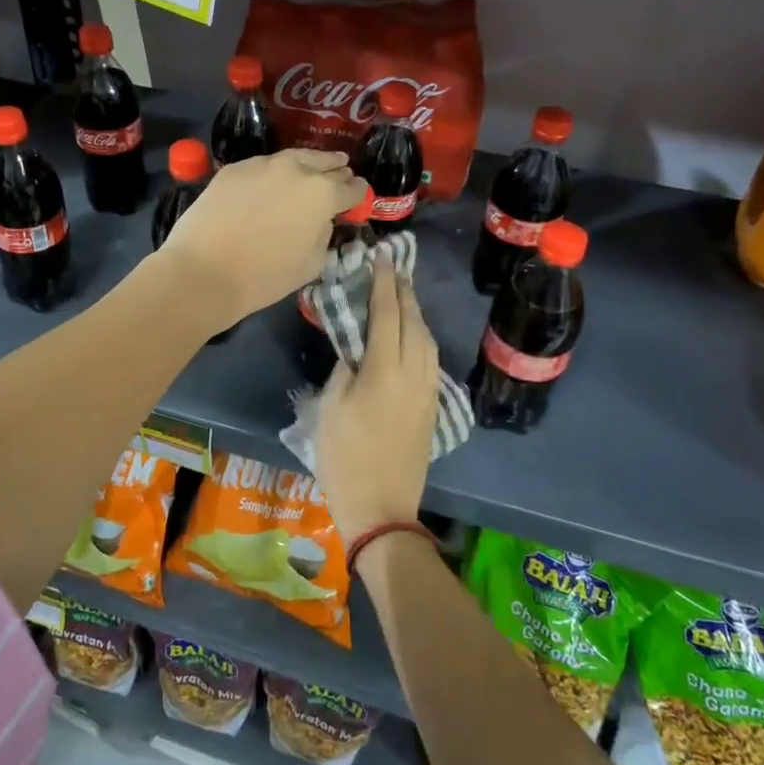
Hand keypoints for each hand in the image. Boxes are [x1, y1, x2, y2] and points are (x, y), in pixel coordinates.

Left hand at [155, 148, 365, 333]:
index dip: (358, 193)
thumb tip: (322, 220)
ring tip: (313, 168)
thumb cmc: (264, 276)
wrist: (203, 271)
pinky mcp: (234, 169)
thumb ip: (324, 234)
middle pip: (325, 164)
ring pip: (294, 157)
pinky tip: (272, 180)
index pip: (352, 188)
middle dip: (336, 171)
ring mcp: (262, 165)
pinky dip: (274, 172)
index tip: (359, 196)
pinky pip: (263, 166)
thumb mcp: (311, 264)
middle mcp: (296, 169)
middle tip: (342, 173)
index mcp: (323, 194)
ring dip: (307, 164)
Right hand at [313, 252, 438, 541]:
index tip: (382, 258)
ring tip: (401, 296)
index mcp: (384, 371)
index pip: (387, 315)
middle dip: (404, 292)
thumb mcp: (330, 408)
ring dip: (415, 313)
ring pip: (427, 340)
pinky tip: (411, 334)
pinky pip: (430, 358)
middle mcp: (413, 374)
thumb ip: (345, 369)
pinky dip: (421, 337)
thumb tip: (355, 346)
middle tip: (393, 269)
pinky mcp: (432, 407)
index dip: (384, 284)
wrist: (381, 507)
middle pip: (413, 322)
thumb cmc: (344, 458)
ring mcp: (428, 391)